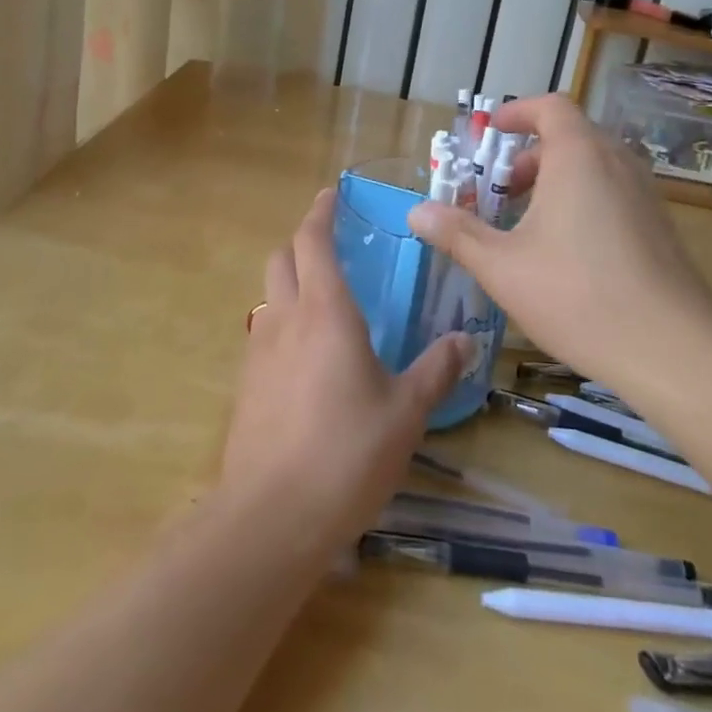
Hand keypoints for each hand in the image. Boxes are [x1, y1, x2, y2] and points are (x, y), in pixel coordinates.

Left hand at [219, 189, 471, 559]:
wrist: (271, 515)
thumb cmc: (347, 453)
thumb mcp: (405, 412)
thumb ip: (436, 370)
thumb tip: (465, 339)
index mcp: (325, 312)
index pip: (312, 241)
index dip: (320, 213)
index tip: (330, 195)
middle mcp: (285, 319)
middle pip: (281, 259)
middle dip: (302, 241)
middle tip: (331, 245)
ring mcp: (258, 352)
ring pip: (269, 296)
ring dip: (291, 283)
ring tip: (325, 303)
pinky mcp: (246, 385)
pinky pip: (264, 335)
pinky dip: (284, 324)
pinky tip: (307, 358)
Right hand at [408, 95, 711, 387]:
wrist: (674, 351)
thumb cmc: (577, 295)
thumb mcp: (501, 266)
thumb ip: (457, 234)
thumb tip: (416, 212)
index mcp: (579, 157)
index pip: (550, 107)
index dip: (517, 113)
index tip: (490, 133)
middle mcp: (617, 164)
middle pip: (570, 137)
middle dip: (528, 157)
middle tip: (500, 192)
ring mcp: (645, 196)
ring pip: (593, 168)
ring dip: (555, 182)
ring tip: (527, 225)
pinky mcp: (660, 229)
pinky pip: (613, 194)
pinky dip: (582, 202)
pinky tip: (566, 254)